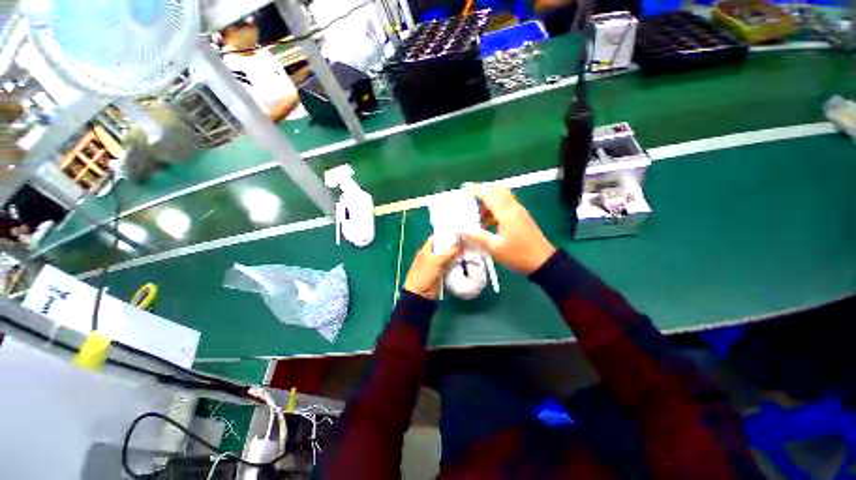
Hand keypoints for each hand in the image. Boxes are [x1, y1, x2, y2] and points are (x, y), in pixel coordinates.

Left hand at [404, 236, 461, 299]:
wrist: (421, 294)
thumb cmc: (425, 274)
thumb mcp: (437, 261)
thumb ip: (449, 252)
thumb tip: (461, 244)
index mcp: (426, 250)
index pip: (436, 238)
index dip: (446, 235)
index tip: (458, 233)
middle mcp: (431, 256)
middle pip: (444, 248)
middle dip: (454, 245)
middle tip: (467, 242)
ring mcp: (437, 265)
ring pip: (448, 257)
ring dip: (456, 255)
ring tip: (469, 250)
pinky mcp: (442, 273)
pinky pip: (450, 266)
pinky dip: (456, 264)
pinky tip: (465, 261)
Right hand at [463, 183, 555, 274]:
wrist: (543, 262)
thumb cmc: (518, 255)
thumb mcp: (494, 248)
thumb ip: (476, 235)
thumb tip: (458, 228)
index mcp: (506, 212)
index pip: (488, 193)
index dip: (474, 189)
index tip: (462, 190)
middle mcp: (513, 207)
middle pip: (496, 189)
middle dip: (481, 190)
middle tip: (468, 199)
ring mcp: (519, 211)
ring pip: (502, 196)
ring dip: (488, 199)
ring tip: (476, 213)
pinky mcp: (521, 216)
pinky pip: (506, 204)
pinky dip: (494, 207)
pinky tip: (487, 221)